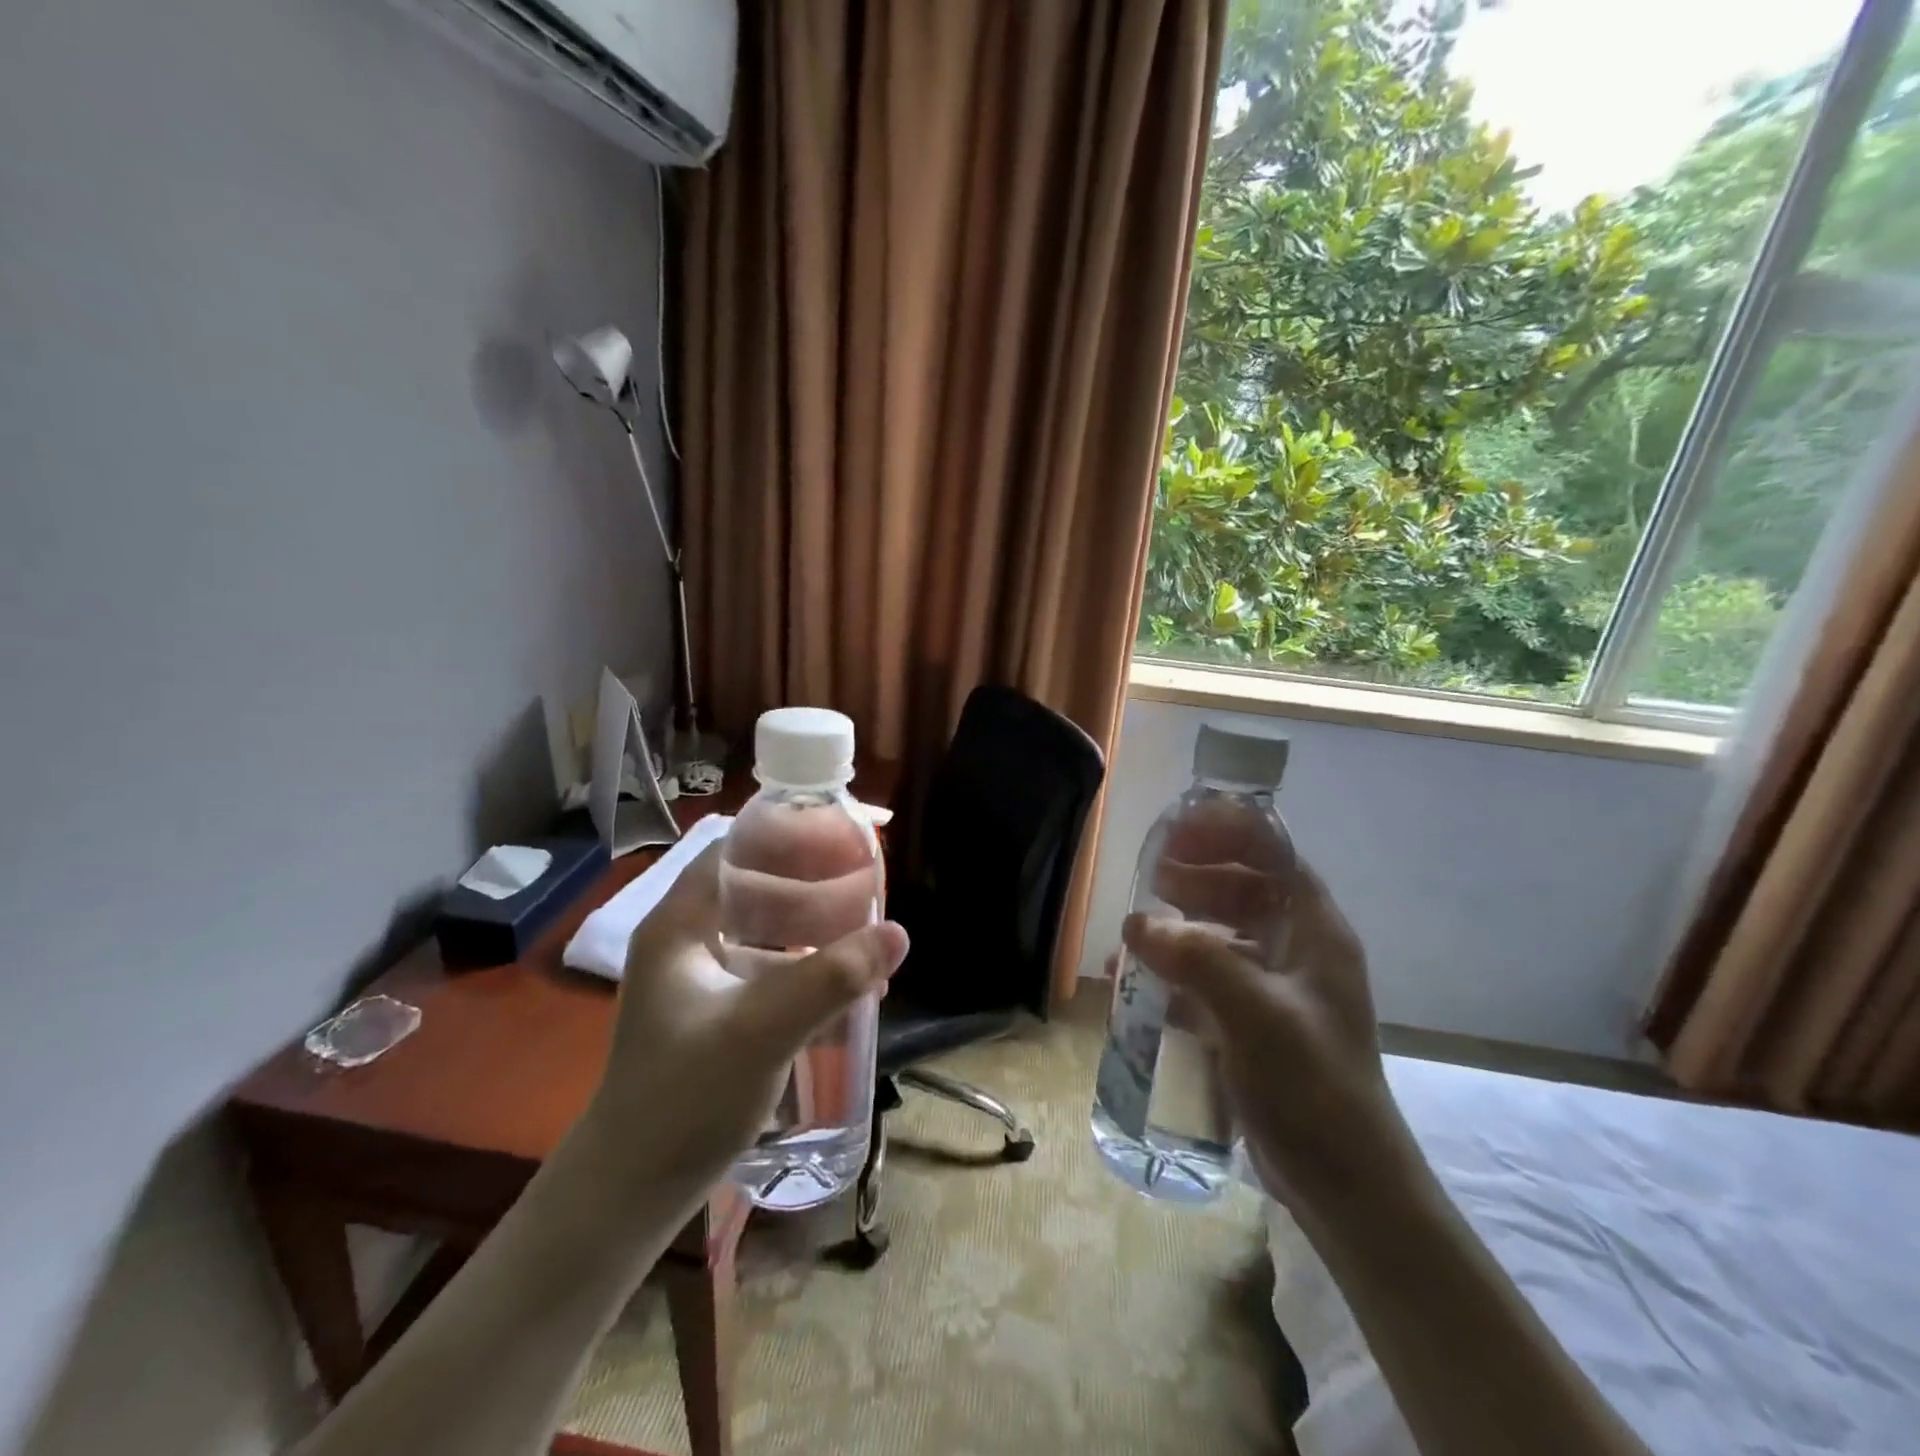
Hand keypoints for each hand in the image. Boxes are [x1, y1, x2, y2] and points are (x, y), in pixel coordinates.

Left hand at [579, 841, 908, 1198]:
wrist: (633, 1191)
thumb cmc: (685, 1099)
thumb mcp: (762, 1031)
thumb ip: (830, 979)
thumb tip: (899, 933)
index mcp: (679, 924)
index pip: (733, 850)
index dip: (785, 837)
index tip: (840, 840)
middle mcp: (684, 940)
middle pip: (753, 887)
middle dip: (810, 884)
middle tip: (865, 887)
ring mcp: (697, 979)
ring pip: (763, 929)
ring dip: (811, 926)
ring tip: (863, 930)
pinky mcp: (713, 1012)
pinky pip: (765, 967)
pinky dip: (802, 964)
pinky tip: (842, 981)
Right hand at [1121, 798, 1398, 1199]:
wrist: (1345, 1185)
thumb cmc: (1312, 1086)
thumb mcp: (1256, 1014)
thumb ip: (1196, 959)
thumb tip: (1136, 922)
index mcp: (1315, 932)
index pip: (1275, 855)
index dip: (1229, 833)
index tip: (1178, 830)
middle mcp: (1297, 950)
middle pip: (1245, 889)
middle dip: (1197, 876)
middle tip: (1149, 876)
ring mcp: (1275, 989)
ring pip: (1222, 935)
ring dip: (1179, 926)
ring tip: (1133, 931)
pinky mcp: (1253, 1023)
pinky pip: (1207, 980)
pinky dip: (1173, 974)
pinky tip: (1134, 984)